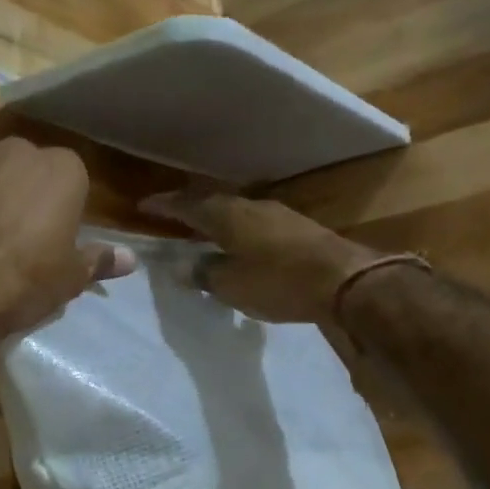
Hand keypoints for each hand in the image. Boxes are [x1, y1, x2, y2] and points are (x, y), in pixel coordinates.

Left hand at [0, 139, 135, 344]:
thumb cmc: (24, 281)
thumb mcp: (69, 278)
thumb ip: (99, 260)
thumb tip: (130, 258)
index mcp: (63, 171)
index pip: (71, 178)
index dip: (61, 206)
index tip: (52, 235)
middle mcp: (20, 150)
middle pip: (27, 167)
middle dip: (23, 192)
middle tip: (14, 235)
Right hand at [140, 192, 382, 324]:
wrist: (344, 280)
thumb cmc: (279, 282)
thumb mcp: (232, 285)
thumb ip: (204, 274)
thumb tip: (181, 268)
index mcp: (227, 215)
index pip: (187, 205)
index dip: (165, 206)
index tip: (144, 205)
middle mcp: (250, 206)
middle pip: (213, 202)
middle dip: (191, 209)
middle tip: (172, 217)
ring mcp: (278, 214)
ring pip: (237, 211)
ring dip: (217, 219)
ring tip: (204, 231)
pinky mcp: (298, 227)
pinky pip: (256, 222)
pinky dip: (240, 230)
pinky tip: (241, 244)